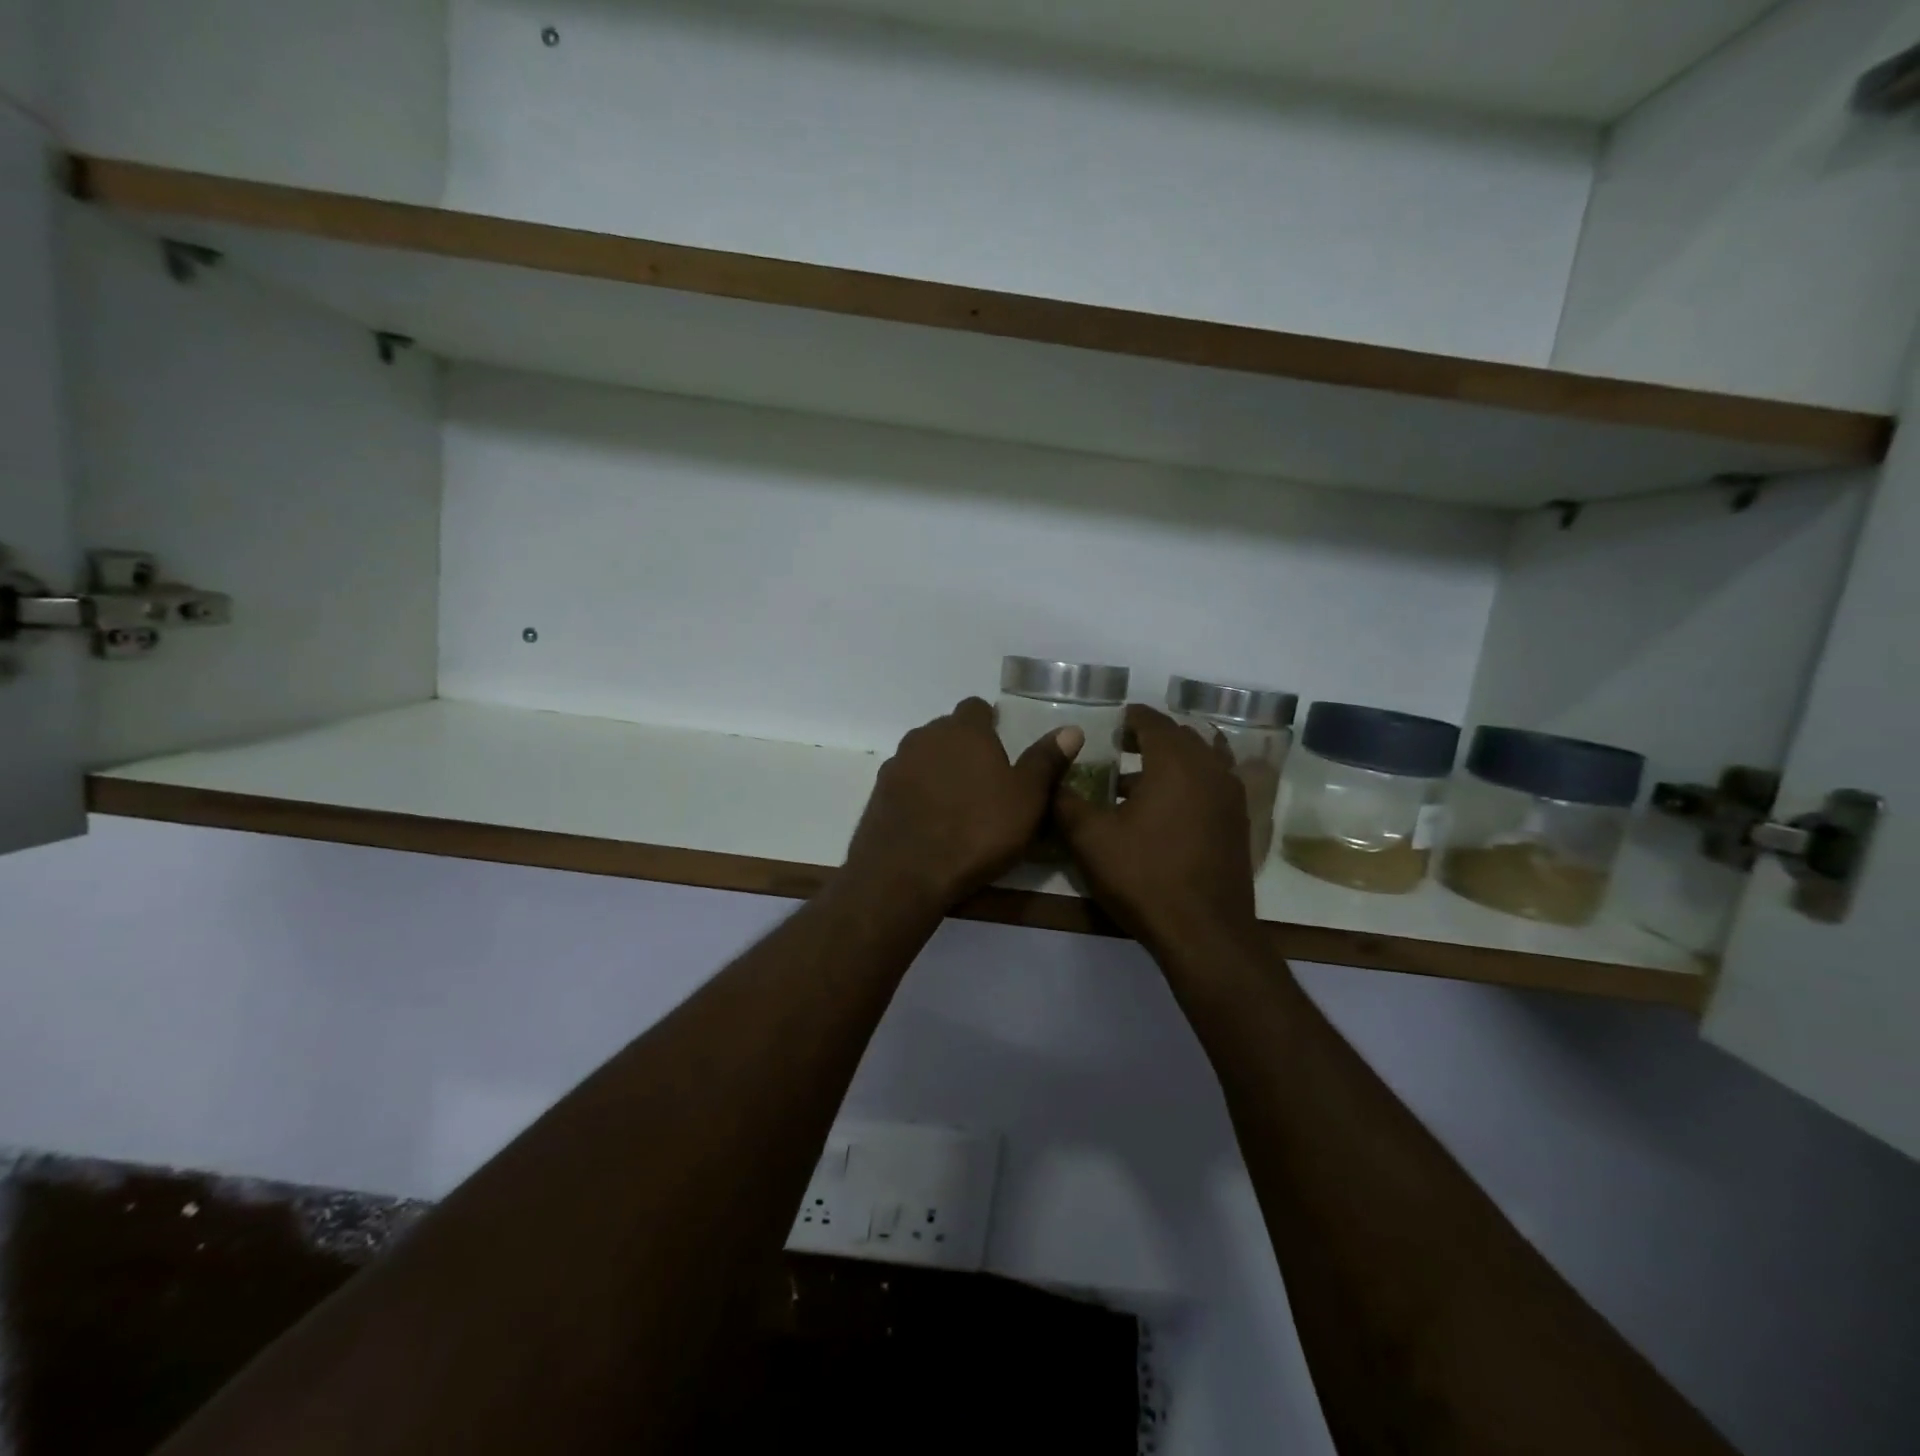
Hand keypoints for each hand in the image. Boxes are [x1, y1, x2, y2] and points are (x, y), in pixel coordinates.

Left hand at [843, 698, 1081, 907]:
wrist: (904, 873)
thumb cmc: (976, 831)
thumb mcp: (1026, 799)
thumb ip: (1046, 761)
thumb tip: (1071, 730)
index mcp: (964, 730)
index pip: (976, 708)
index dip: (990, 722)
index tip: (1002, 745)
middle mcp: (925, 737)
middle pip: (948, 731)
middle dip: (965, 747)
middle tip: (987, 779)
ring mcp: (896, 765)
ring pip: (924, 756)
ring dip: (940, 770)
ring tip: (959, 803)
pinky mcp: (878, 794)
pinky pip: (906, 784)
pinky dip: (919, 794)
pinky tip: (931, 821)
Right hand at [1054, 704, 1257, 956]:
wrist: (1204, 932)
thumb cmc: (1144, 876)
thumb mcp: (1090, 838)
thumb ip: (1066, 801)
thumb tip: (1053, 778)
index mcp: (1175, 762)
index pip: (1153, 721)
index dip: (1129, 718)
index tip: (1109, 723)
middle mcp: (1210, 769)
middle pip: (1181, 737)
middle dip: (1150, 737)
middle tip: (1119, 747)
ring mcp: (1231, 798)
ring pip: (1201, 761)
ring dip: (1172, 762)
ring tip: (1137, 781)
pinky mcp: (1238, 825)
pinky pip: (1213, 786)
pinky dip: (1190, 784)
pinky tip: (1164, 811)